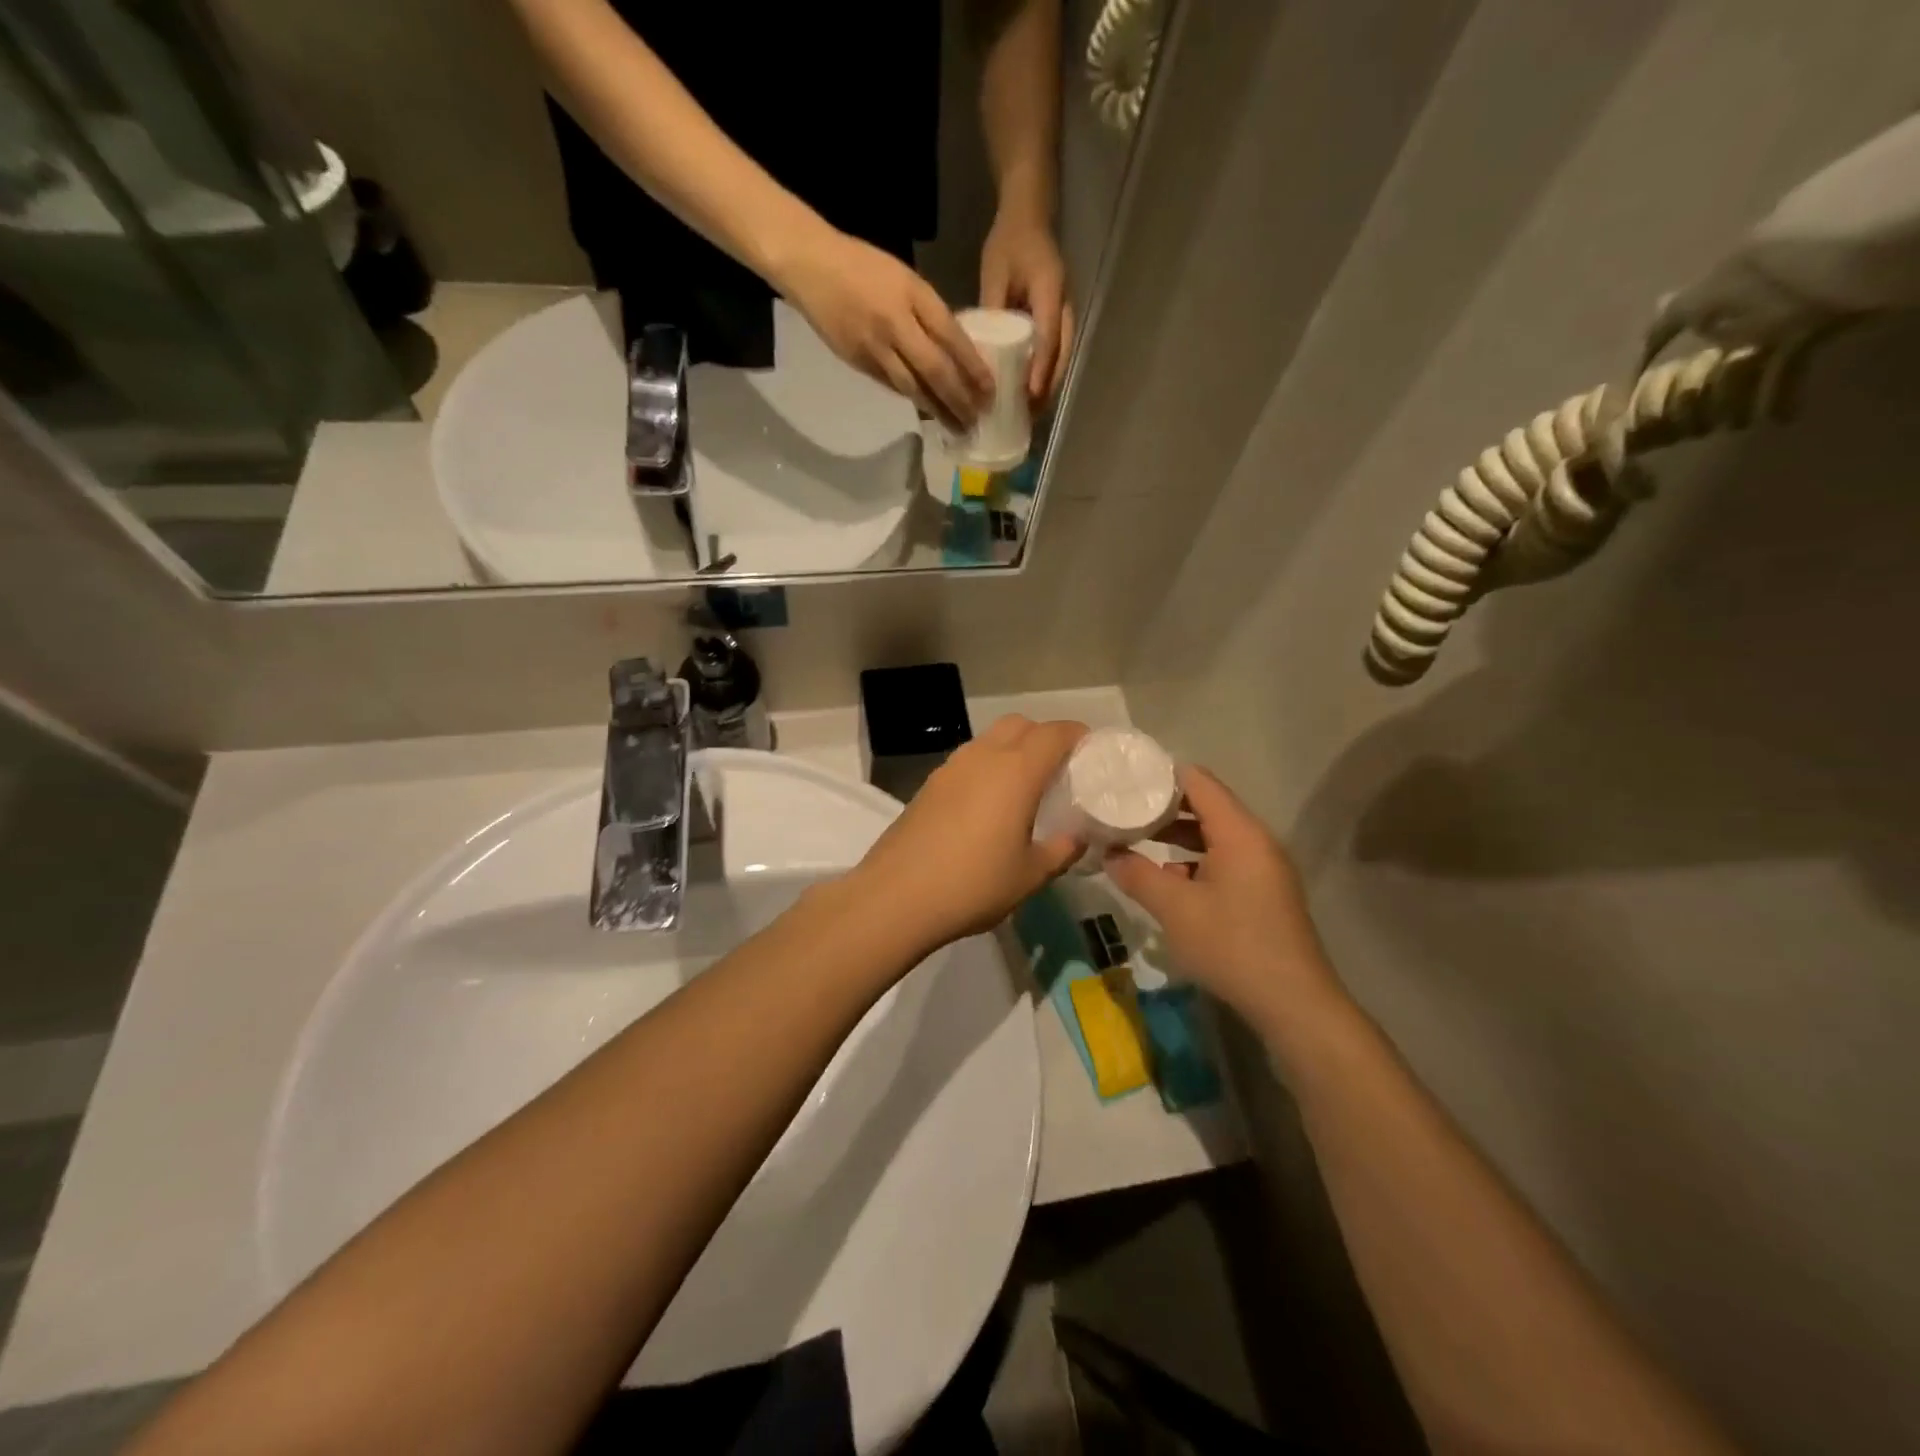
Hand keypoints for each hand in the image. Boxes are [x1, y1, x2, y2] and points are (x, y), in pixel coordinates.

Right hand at [776, 226, 993, 429]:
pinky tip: (929, 412)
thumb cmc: (863, 266)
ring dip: (938, 411)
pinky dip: (914, 400)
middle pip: (935, 370)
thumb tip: (955, 348)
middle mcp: (896, 324)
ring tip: (957, 427)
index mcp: (913, 295)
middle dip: (959, 399)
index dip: (973, 367)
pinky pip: (893, 386)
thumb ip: (929, 312)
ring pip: (914, 387)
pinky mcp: (859, 362)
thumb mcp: (905, 278)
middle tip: (977, 419)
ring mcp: (876, 347)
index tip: (990, 390)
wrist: (810, 265)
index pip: (951, 338)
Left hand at [852, 716, 1087, 953]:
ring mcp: (950, 768)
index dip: (1077, 735)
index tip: (1092, 753)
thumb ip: (1061, 851)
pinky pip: (968, 761)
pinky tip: (989, 806)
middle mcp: (982, 757)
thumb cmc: (973, 884)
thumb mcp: (1030, 875)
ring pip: (990, 740)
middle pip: (1020, 725)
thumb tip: (1077, 838)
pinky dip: (987, 768)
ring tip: (1025, 788)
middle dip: (1044, 737)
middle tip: (1059, 770)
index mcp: (1015, 771)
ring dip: (1012, 750)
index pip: (1054, 733)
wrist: (895, 897)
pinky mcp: (929, 785)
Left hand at [980, 206, 1072, 407]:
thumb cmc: (1010, 243)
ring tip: (1029, 414)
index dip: (1040, 370)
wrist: (1028, 218)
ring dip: (1047, 388)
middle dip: (1046, 389)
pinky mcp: (1057, 323)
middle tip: (1028, 417)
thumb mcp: (995, 273)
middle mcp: (1063, 308)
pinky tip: (1029, 395)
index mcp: (1050, 292)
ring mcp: (1063, 317)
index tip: (1029, 396)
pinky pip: (1054, 355)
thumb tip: (982, 351)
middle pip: (1060, 357)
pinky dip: (1044, 377)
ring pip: (1060, 360)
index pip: (1048, 338)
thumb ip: (992, 309)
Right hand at [1104, 767, 1345, 1032]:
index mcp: (1239, 833)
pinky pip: (1225, 862)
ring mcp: (1264, 869)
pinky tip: (1168, 882)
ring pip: (1215, 837)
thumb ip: (1137, 875)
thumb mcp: (1174, 908)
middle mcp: (1256, 841)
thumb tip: (1109, 854)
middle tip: (1123, 809)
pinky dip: (1194, 862)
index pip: (1199, 782)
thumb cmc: (1232, 945)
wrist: (1293, 1004)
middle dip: (1164, 808)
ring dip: (1177, 838)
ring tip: (1136, 841)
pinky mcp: (1264, 894)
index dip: (1162, 775)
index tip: (1126, 778)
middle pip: (1207, 807)